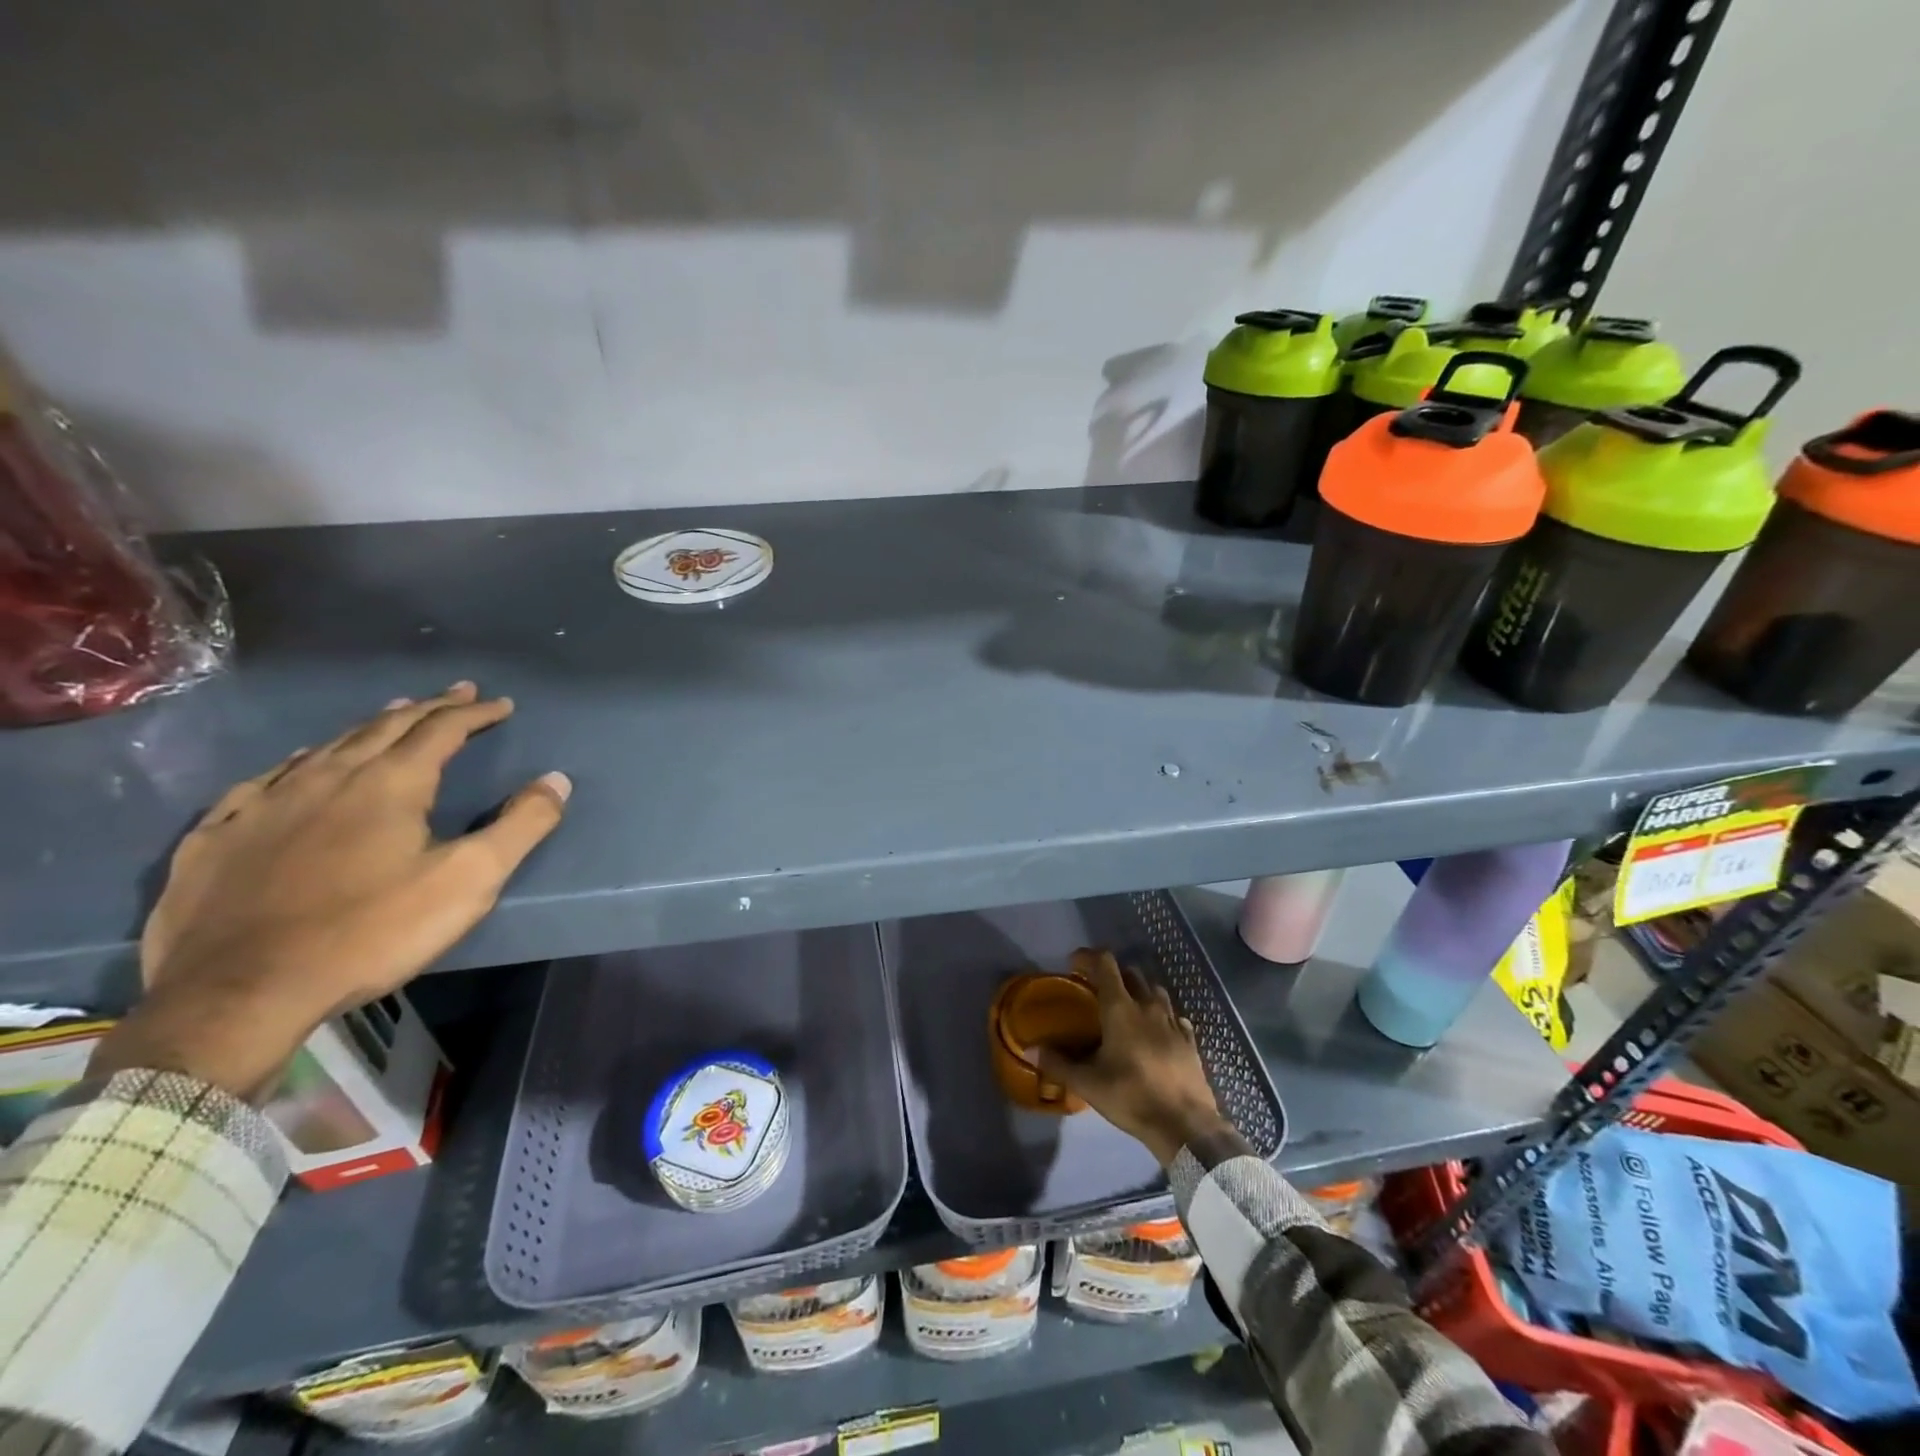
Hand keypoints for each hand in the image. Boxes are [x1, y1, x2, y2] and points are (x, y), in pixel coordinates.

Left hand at [90, 683, 569, 1099]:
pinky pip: (263, 781)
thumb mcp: (469, 880)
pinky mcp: (220, 837)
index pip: (440, 730)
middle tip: (455, 694)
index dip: (474, 714)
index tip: (501, 704)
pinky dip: (296, 763)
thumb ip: (521, 826)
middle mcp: (327, 778)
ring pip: (325, 747)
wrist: (239, 993)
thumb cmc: (371, 932)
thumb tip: (557, 779)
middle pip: (384, 727)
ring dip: (368, 727)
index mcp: (389, 784)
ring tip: (390, 716)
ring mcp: (265, 804)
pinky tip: (295, 766)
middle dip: (426, 708)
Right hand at [1035, 948, 1231, 1165]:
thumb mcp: (1088, 1084)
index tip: (1073, 963)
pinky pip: (1175, 1015)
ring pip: (1155, 990)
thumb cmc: (1131, 1097)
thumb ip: (1057, 1063)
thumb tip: (1029, 1049)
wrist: (1185, 1125)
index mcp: (1120, 1008)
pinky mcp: (1190, 1040)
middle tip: (1096, 988)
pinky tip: (1157, 1030)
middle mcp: (1148, 1006)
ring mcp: (1173, 1022)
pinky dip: (1162, 1015)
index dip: (1088, 957)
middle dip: (1112, 974)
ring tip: (1127, 1007)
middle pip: (1130, 973)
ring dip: (1139, 990)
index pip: (1105, 964)